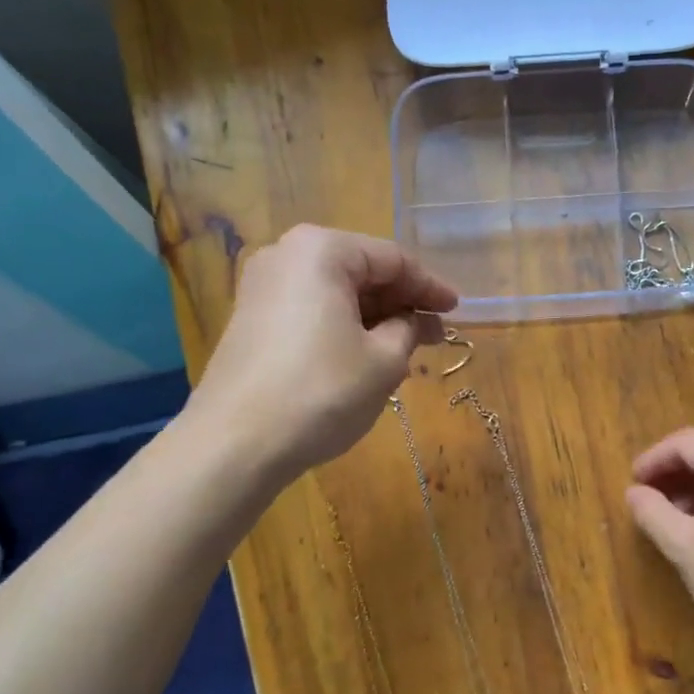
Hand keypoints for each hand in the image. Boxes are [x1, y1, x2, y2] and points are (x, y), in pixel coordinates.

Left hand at [191, 225, 457, 474]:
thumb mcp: (384, 361)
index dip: (430, 286)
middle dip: (401, 303)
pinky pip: (311, 312)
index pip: (392, 259)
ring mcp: (262, 288)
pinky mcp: (251, 321)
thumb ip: (409, 329)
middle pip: (360, 271)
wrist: (236, 443)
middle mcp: (285, 255)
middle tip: (435, 334)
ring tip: (407, 350)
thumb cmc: (322, 392)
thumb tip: (416, 320)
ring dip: (374, 319)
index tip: (457, 310)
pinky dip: (344, 328)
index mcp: (321, 250)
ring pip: (335, 294)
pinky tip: (366, 357)